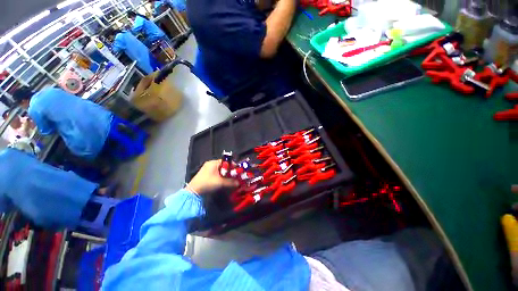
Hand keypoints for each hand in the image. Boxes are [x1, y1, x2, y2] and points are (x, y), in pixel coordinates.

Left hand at [187, 160, 238, 194]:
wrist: (193, 192)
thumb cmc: (207, 183)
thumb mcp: (221, 183)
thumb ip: (231, 182)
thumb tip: (239, 183)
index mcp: (213, 163)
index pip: (226, 161)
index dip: (232, 165)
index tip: (238, 170)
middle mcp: (210, 164)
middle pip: (223, 166)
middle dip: (230, 171)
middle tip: (235, 176)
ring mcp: (207, 169)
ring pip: (220, 170)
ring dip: (225, 174)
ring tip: (230, 179)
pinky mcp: (205, 175)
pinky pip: (216, 173)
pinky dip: (221, 177)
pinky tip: (223, 181)